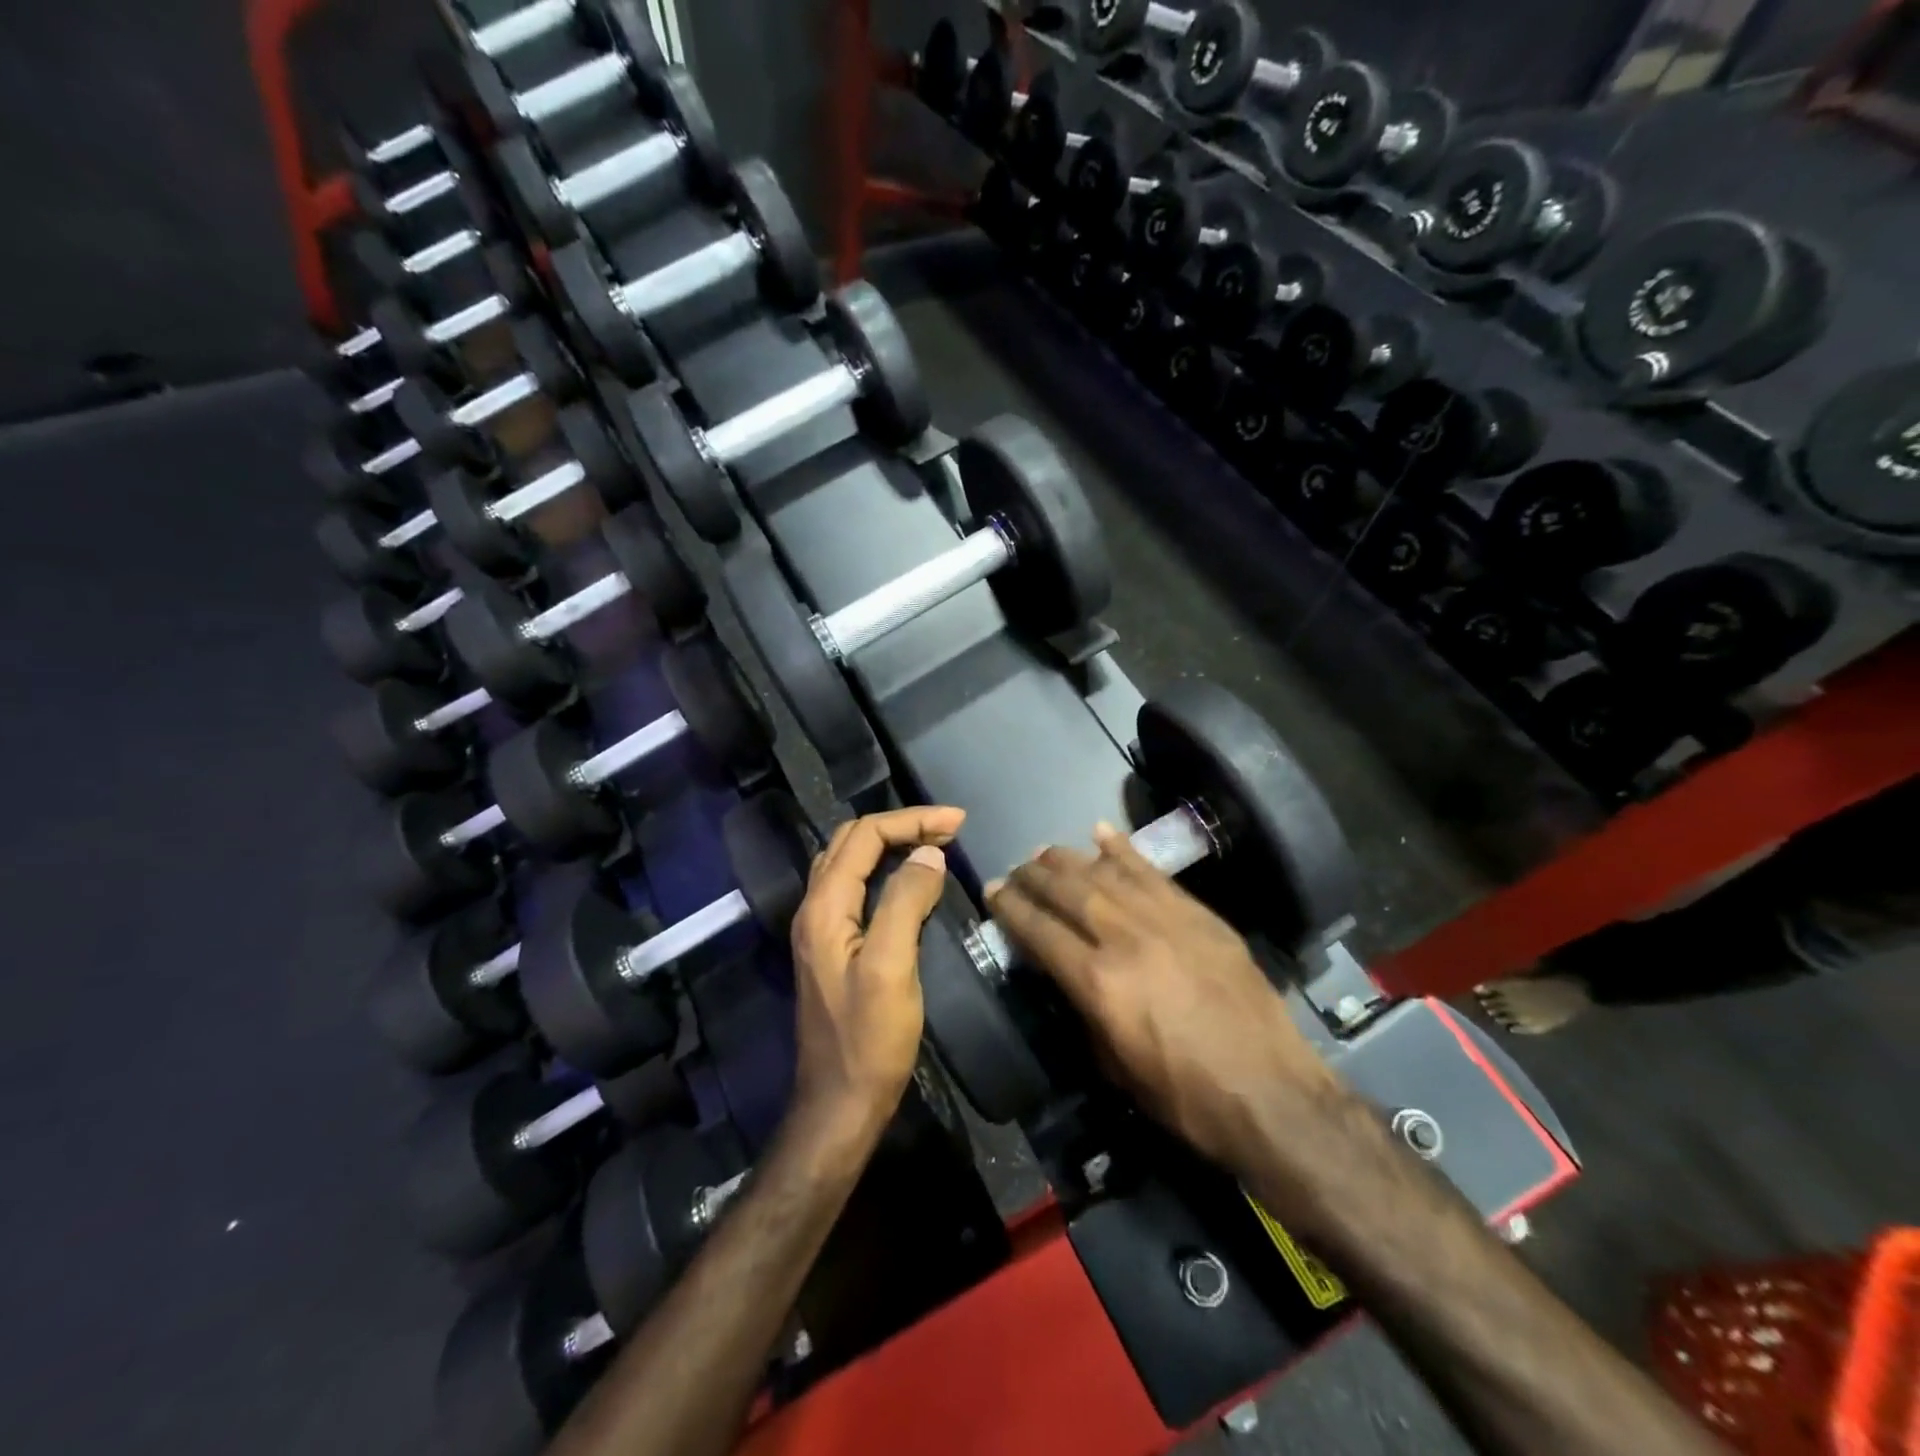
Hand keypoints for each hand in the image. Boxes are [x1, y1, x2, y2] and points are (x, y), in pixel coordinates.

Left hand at [787, 806, 965, 1156]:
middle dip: (902, 825)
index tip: (957, 822)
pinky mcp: (834, 946)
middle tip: (950, 828)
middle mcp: (815, 908)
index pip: (864, 837)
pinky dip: (885, 869)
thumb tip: (929, 854)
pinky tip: (910, 879)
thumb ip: (905, 903)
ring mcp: (821, 928)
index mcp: (824, 907)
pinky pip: (857, 887)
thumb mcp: (891, 968)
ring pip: (851, 862)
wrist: (839, 1103)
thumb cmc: (869, 1040)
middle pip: (853, 841)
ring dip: (892, 843)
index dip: (911, 821)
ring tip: (935, 842)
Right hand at [987, 823, 1337, 1177]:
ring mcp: (1165, 920)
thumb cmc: (1184, 1095)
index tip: (993, 891)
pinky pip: (1152, 872)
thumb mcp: (1115, 1067)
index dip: (1011, 908)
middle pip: (1067, 892)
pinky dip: (1123, 850)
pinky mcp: (1198, 915)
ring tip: (1045, 852)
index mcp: (1098, 982)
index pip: (1040, 931)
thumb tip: (1065, 976)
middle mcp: (1125, 938)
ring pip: (1105, 873)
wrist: (1270, 1093)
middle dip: (1034, 876)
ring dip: (1069, 859)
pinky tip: (1100, 833)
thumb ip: (1083, 1011)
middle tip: (1015, 869)